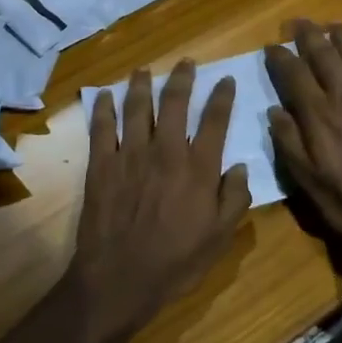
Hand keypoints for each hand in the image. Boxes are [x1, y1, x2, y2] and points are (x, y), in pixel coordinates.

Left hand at [73, 62, 251, 341]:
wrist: (119, 279)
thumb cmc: (175, 262)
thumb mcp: (220, 237)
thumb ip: (234, 199)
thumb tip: (240, 167)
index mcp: (198, 168)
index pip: (215, 120)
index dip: (222, 96)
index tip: (226, 80)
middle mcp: (166, 152)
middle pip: (175, 103)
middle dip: (182, 78)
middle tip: (186, 63)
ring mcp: (130, 155)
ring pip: (137, 108)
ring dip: (142, 84)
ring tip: (144, 70)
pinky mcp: (101, 165)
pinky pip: (101, 128)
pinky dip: (103, 108)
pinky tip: (104, 95)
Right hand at [263, 22, 341, 257]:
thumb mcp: (307, 182)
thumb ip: (288, 143)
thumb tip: (273, 111)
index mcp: (318, 113)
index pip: (294, 73)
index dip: (280, 56)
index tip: (271, 46)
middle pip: (324, 54)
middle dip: (308, 34)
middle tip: (298, 23)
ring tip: (333, 24)